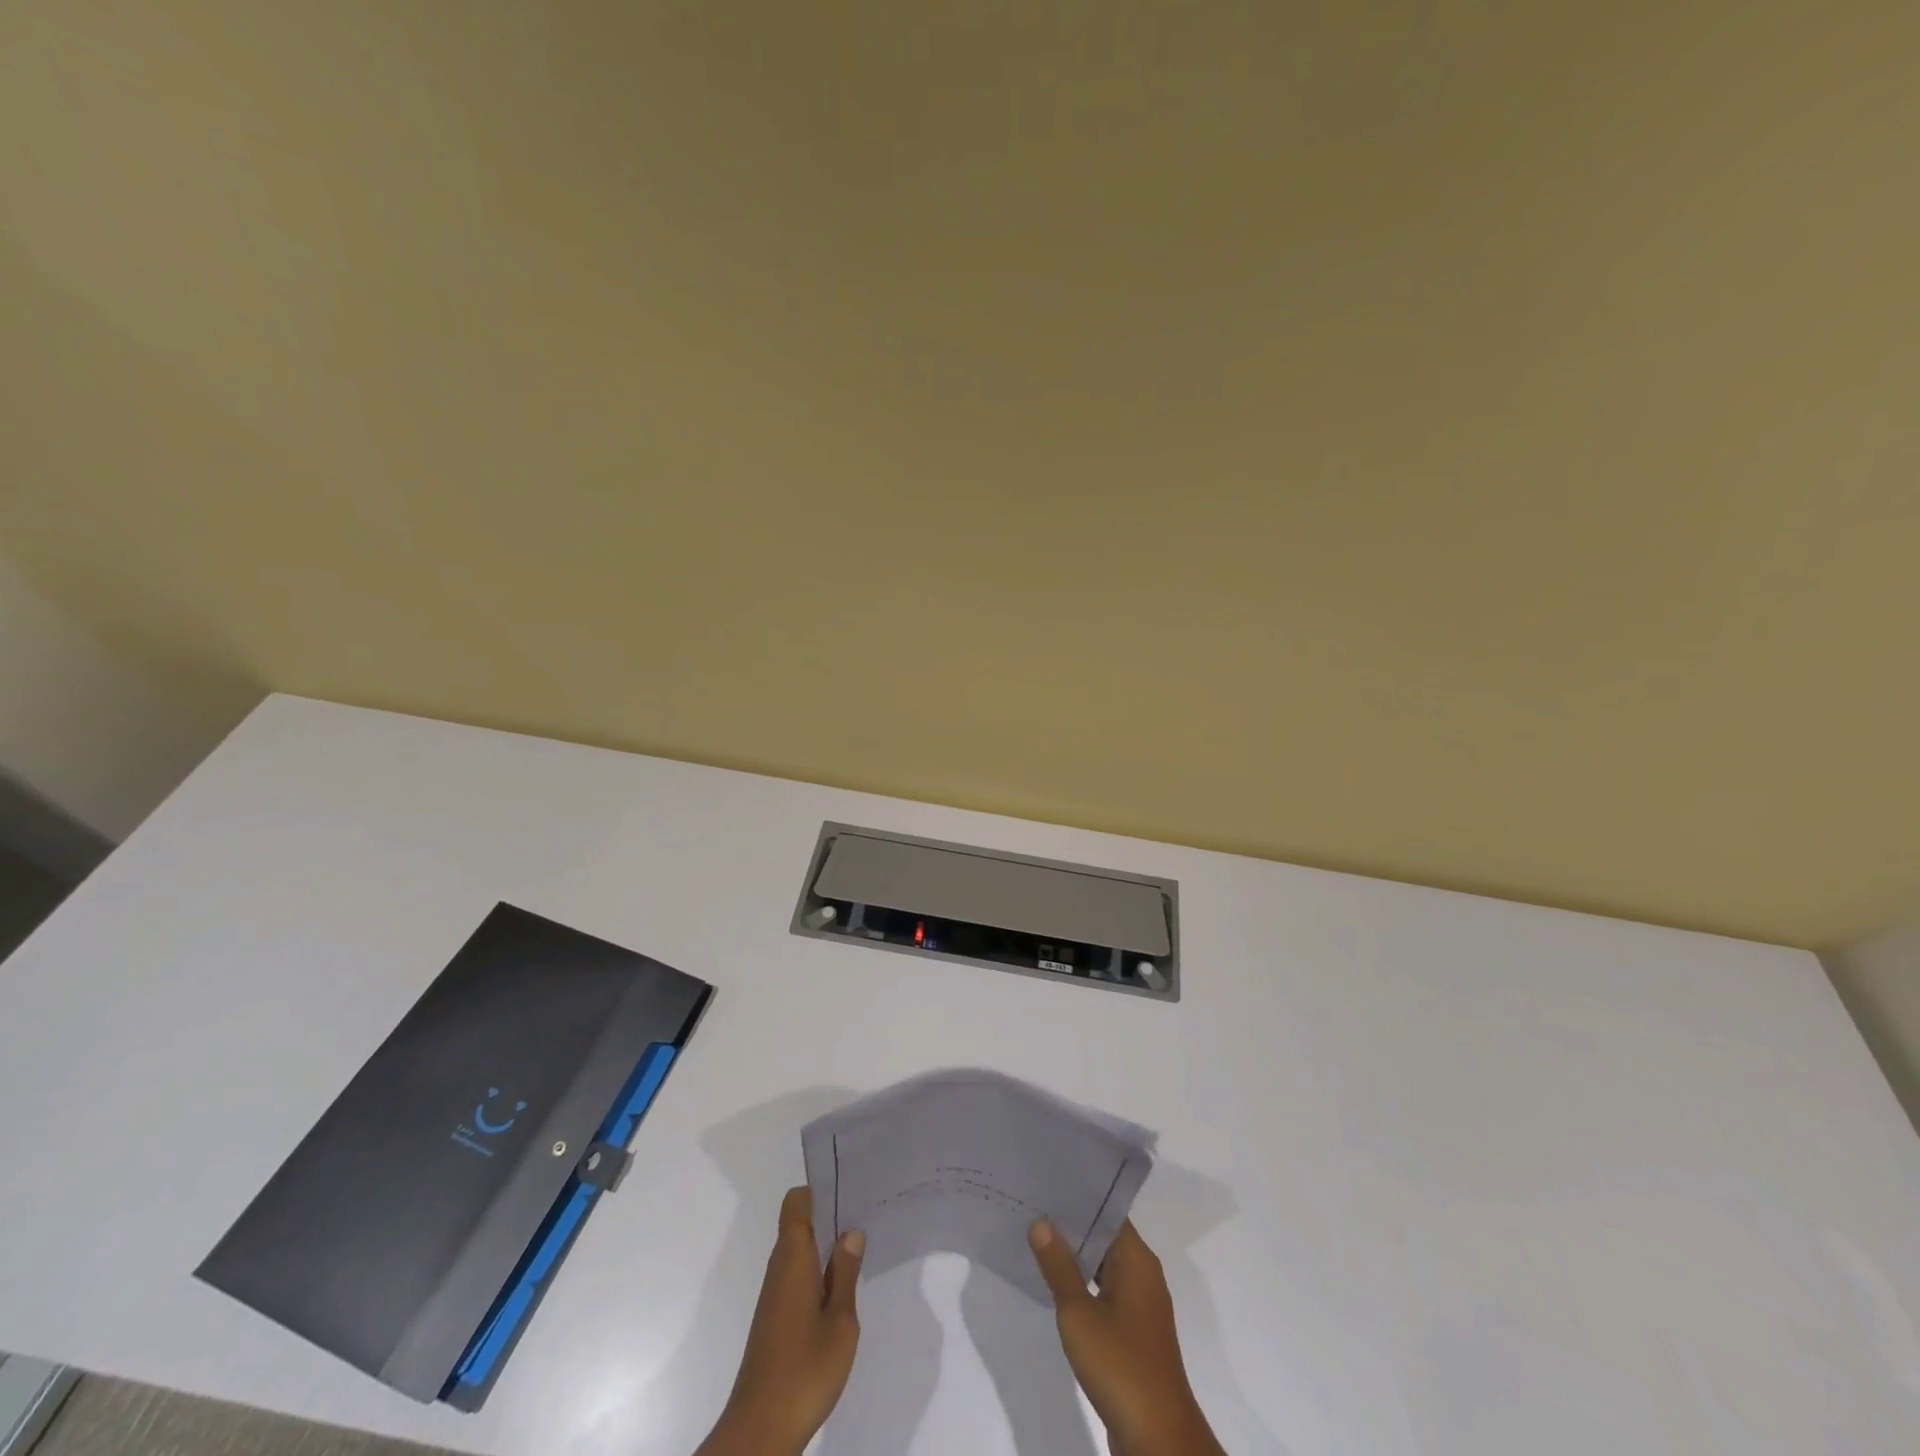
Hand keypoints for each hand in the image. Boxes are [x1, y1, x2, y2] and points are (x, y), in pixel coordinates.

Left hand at [697, 1188, 864, 1455]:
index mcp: (793, 1258)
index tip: (849, 1191)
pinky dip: (818, 1273)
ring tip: (860, 1251)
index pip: (797, 1203)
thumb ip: (846, 1274)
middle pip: (799, 1224)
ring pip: (800, 1252)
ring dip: (826, 1248)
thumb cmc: (804, 1370)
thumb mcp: (840, 1322)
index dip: (820, 1190)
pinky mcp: (774, 1319)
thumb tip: (851, 1231)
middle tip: (866, 1216)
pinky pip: (797, 1277)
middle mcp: (779, 1268)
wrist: (760, 1431)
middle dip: (830, 1217)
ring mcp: (775, 1295)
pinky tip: (841, 1290)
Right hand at [1029, 1219, 1224, 1455]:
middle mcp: (1143, 1275)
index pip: (1106, 1212)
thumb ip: (1059, 1266)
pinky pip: (1105, 1292)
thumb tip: (1041, 1221)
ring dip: (1075, 1256)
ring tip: (1035, 1237)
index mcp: (1137, 1260)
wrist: (1158, 1439)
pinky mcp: (1134, 1333)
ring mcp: (1140, 1306)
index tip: (1046, 1182)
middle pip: (1104, 1237)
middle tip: (1031, 1206)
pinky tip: (1054, 1284)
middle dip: (1071, 1225)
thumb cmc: (1120, 1365)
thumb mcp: (1079, 1312)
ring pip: (1103, 1265)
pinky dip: (1082, 1284)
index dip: (1077, 1197)